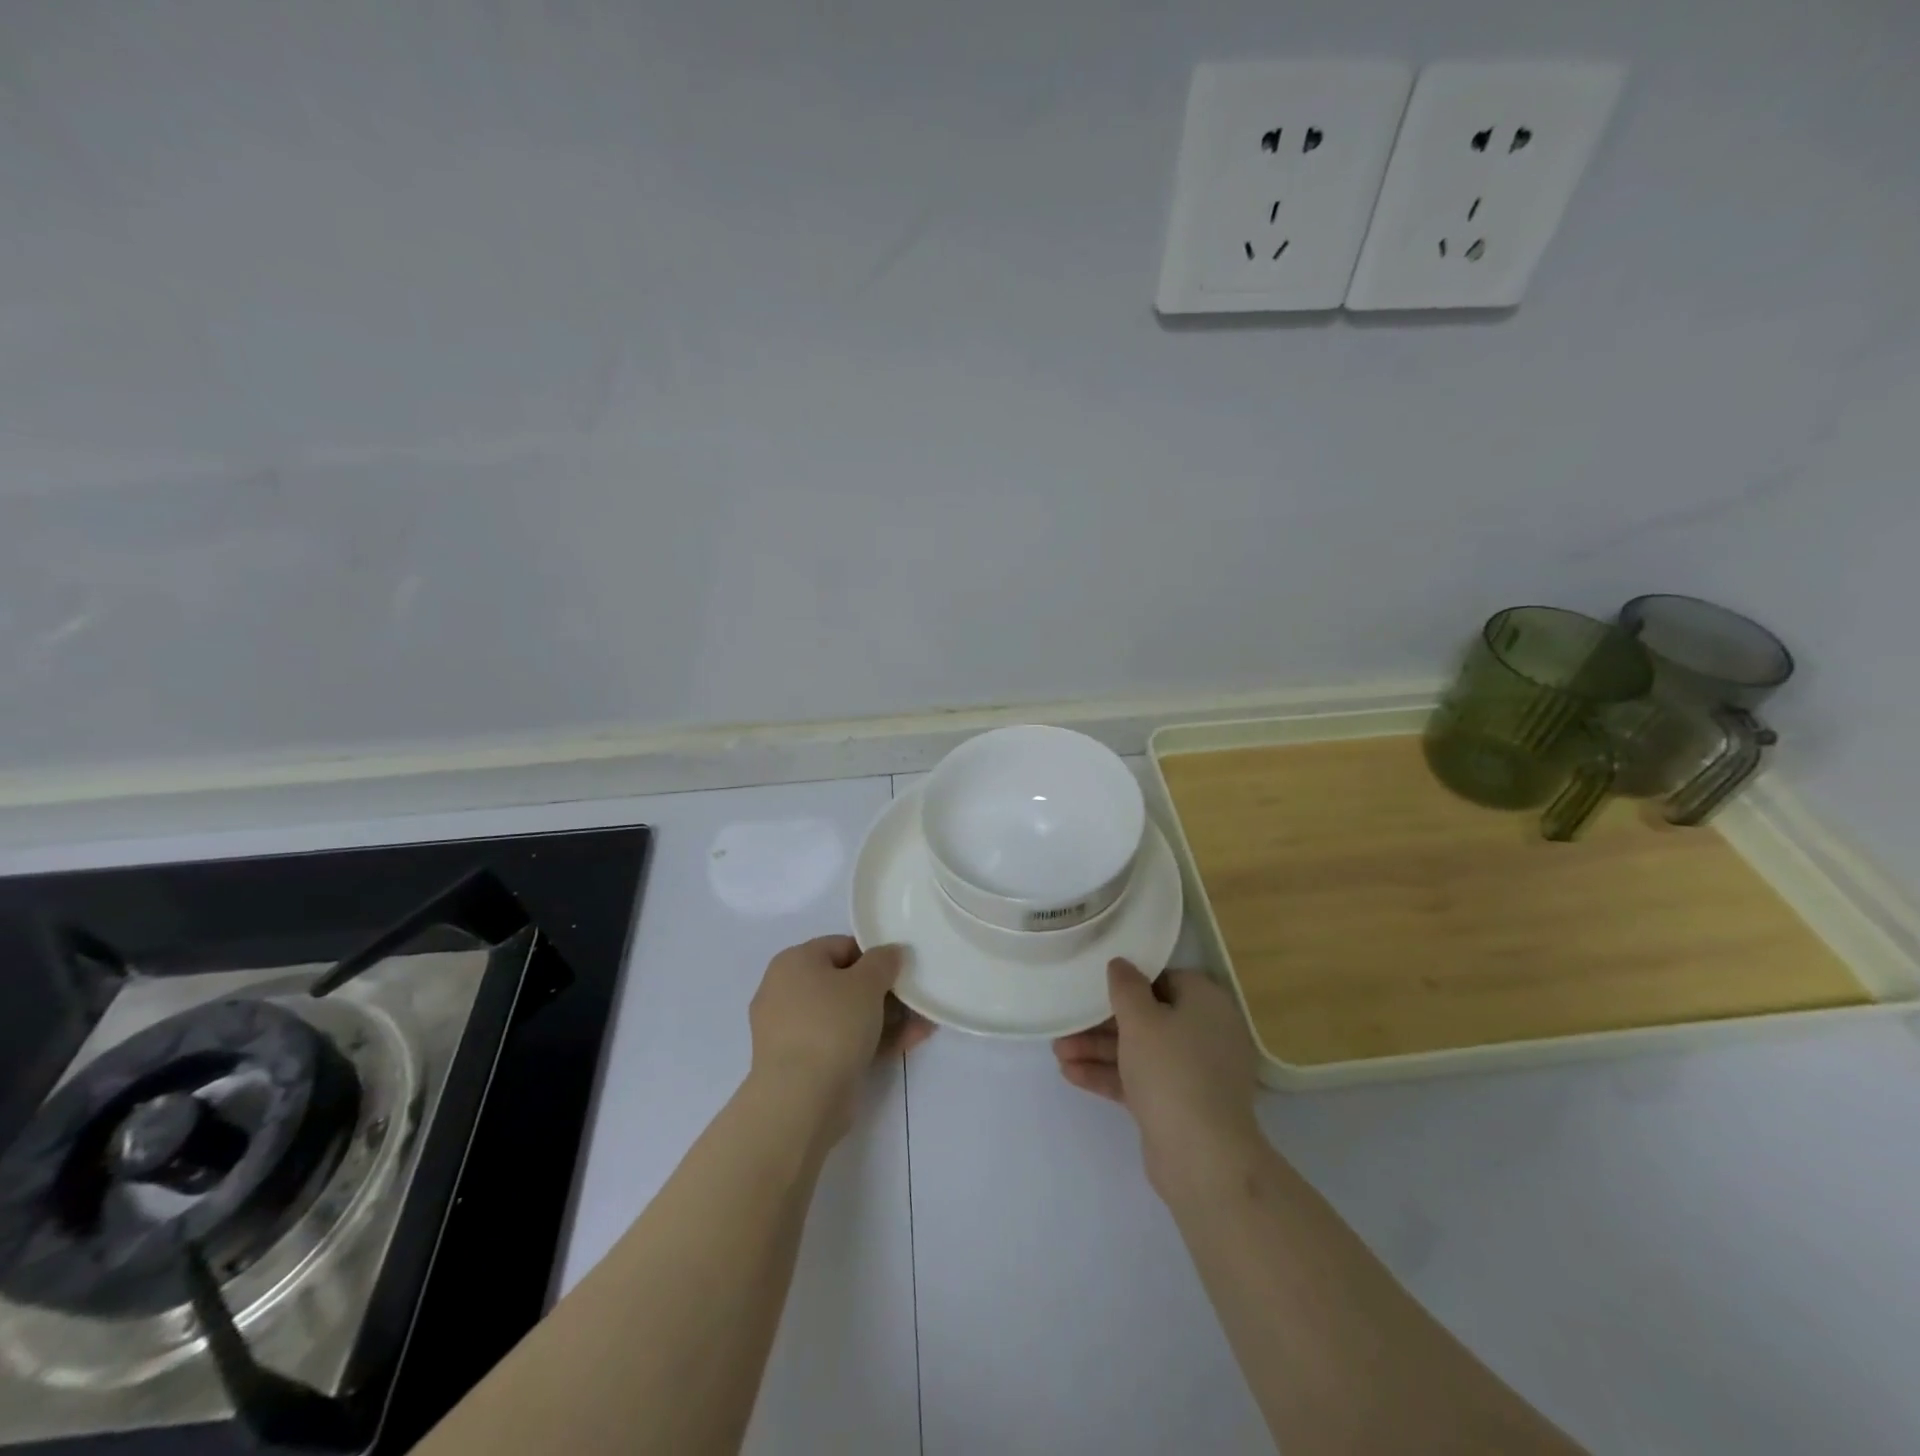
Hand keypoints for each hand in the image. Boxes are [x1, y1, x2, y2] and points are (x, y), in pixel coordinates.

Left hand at [748, 936, 932, 1141]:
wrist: (799, 1101)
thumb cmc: (831, 1025)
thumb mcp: (866, 983)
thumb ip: (884, 961)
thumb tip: (891, 952)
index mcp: (794, 962)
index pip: (841, 946)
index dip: (875, 955)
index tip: (902, 970)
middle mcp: (786, 992)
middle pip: (844, 983)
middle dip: (884, 991)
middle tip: (915, 997)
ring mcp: (794, 1031)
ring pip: (847, 1016)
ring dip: (885, 1018)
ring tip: (923, 1023)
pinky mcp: (804, 1065)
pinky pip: (843, 1042)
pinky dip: (873, 1040)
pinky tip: (910, 1042)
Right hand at [1052, 959, 1261, 1192]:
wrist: (1202, 1157)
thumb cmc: (1172, 1069)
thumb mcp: (1141, 1019)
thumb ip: (1126, 986)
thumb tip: (1121, 964)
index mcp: (1205, 1003)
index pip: (1164, 979)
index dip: (1130, 980)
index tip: (1097, 984)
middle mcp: (1205, 1033)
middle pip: (1148, 1017)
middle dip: (1103, 1022)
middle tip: (1068, 1022)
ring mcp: (1193, 1073)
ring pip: (1140, 1051)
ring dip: (1099, 1050)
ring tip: (1057, 1052)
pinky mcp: (1178, 1104)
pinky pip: (1140, 1080)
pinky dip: (1109, 1075)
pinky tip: (1071, 1074)